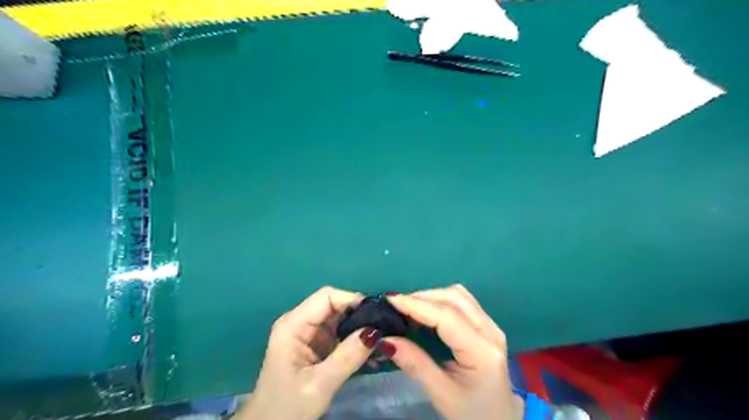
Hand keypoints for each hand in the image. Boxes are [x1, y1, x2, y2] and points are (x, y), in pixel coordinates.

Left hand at [236, 285, 381, 418]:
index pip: (326, 297)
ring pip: (339, 316)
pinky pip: (338, 330)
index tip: (376, 315)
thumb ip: (347, 357)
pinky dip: (354, 336)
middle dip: (358, 312)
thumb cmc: (288, 407)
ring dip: (359, 324)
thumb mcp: (319, 385)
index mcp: (293, 325)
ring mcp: (308, 332)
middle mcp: (300, 322)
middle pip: (333, 303)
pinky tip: (369, 347)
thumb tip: (375, 331)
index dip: (351, 299)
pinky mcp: (315, 343)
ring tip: (381, 336)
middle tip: (383, 327)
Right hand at [383, 285, 521, 419]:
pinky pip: (462, 301)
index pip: (447, 316)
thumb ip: (415, 364)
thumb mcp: (442, 395)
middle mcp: (491, 331)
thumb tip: (385, 339)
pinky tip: (426, 311)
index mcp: (482, 352)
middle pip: (454, 298)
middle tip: (396, 306)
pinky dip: (440, 300)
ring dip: (431, 296)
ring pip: (458, 295)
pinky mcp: (487, 324)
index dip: (417, 304)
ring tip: (408, 308)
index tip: (390, 300)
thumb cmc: (473, 413)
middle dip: (422, 297)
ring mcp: (491, 325)